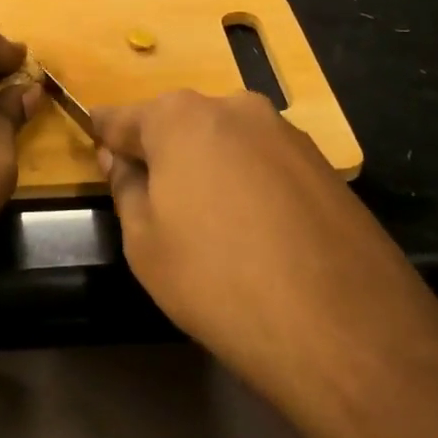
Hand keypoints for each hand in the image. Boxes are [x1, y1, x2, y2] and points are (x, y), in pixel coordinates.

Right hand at [91, 91, 437, 396]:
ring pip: (225, 143)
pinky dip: (248, 185)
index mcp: (179, 117)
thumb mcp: (144, 242)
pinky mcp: (324, 165)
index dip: (103, 136)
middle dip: (161, 154)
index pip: (121, 118)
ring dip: (208, 169)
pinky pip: (264, 164)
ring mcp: (286, 133)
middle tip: (155, 202)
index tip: (95, 151)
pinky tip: (255, 234)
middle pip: (178, 125)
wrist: (342, 329)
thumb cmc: (216, 280)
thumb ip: (125, 188)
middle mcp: (234, 108)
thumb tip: (121, 159)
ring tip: (211, 226)